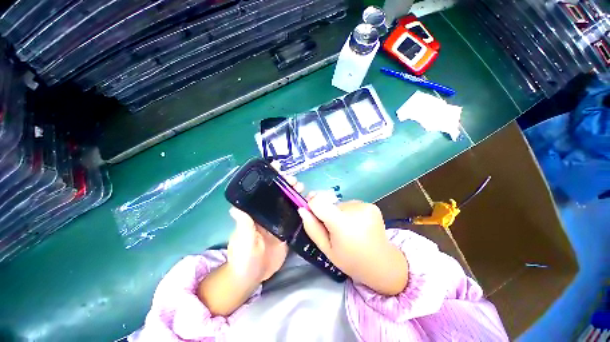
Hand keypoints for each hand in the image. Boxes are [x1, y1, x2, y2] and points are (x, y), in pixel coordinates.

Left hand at [226, 173, 302, 282]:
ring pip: (288, 202)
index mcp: (255, 212)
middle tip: (293, 180)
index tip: (276, 167)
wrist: (253, 276)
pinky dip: (302, 208)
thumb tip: (235, 208)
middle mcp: (268, 212)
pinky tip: (308, 203)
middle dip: (285, 184)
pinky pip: (296, 216)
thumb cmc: (242, 257)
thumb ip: (242, 225)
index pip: (262, 190)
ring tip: (301, 188)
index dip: (269, 178)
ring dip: (294, 193)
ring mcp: (279, 220)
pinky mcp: (288, 229)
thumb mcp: (242, 240)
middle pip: (278, 194)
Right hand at [298, 192, 408, 295]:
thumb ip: (312, 228)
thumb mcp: (327, 249)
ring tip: (349, 230)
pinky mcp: (372, 205)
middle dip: (328, 214)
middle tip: (335, 231)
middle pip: (330, 203)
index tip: (313, 214)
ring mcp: (365, 206)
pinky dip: (350, 213)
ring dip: (340, 214)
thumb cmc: (351, 260)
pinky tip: (358, 226)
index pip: (318, 201)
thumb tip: (302, 209)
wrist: (382, 263)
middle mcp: (354, 210)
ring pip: (341, 204)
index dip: (312, 205)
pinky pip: (352, 205)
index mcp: (342, 223)